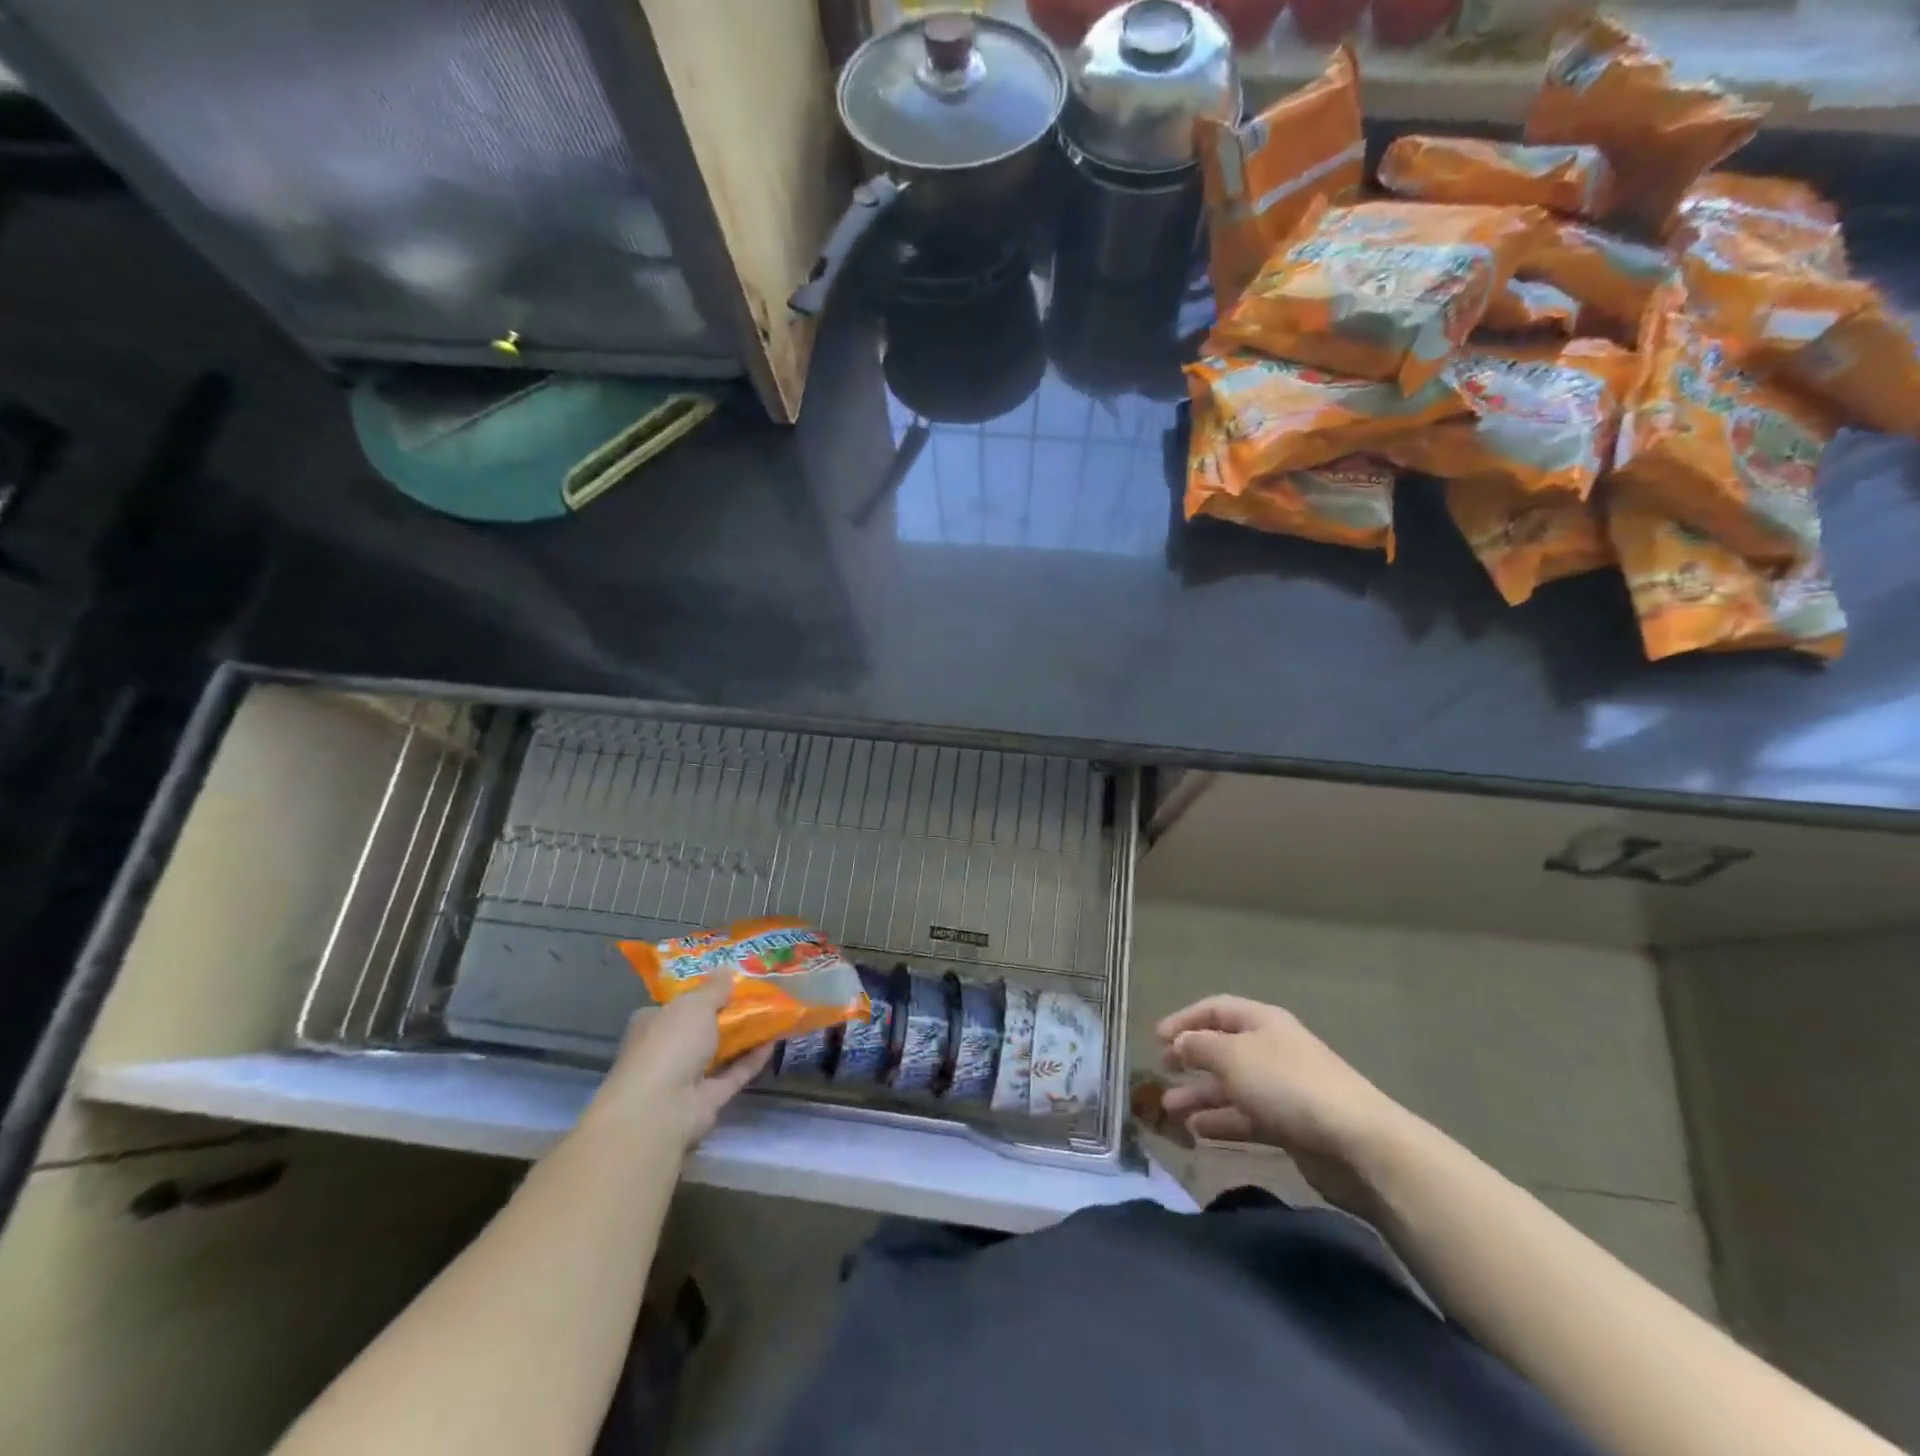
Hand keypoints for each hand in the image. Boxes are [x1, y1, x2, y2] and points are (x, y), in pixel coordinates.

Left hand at [591, 973, 773, 1151]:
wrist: (662, 1108)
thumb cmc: (671, 1043)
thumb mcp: (695, 1004)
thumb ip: (715, 988)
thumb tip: (727, 970)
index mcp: (652, 1023)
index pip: (678, 1004)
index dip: (703, 992)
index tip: (730, 981)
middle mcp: (666, 1049)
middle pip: (702, 1027)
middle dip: (728, 1013)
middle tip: (760, 994)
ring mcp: (687, 1077)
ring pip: (720, 1051)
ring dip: (744, 1035)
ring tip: (774, 1013)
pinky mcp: (708, 1099)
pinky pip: (734, 1072)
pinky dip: (753, 1058)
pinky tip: (775, 1040)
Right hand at [1155, 996, 1411, 1204]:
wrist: (1356, 1143)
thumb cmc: (1287, 1085)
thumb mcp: (1232, 1056)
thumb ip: (1199, 1047)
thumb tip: (1180, 1042)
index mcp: (1262, 1022)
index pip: (1216, 1009)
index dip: (1184, 1019)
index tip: (1156, 1039)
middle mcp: (1271, 1050)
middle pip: (1222, 1049)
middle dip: (1190, 1060)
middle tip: (1161, 1073)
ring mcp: (1282, 1090)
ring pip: (1231, 1087)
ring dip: (1200, 1096)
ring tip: (1169, 1110)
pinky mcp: (1290, 1127)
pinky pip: (1246, 1118)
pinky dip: (1221, 1122)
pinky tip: (1197, 1132)